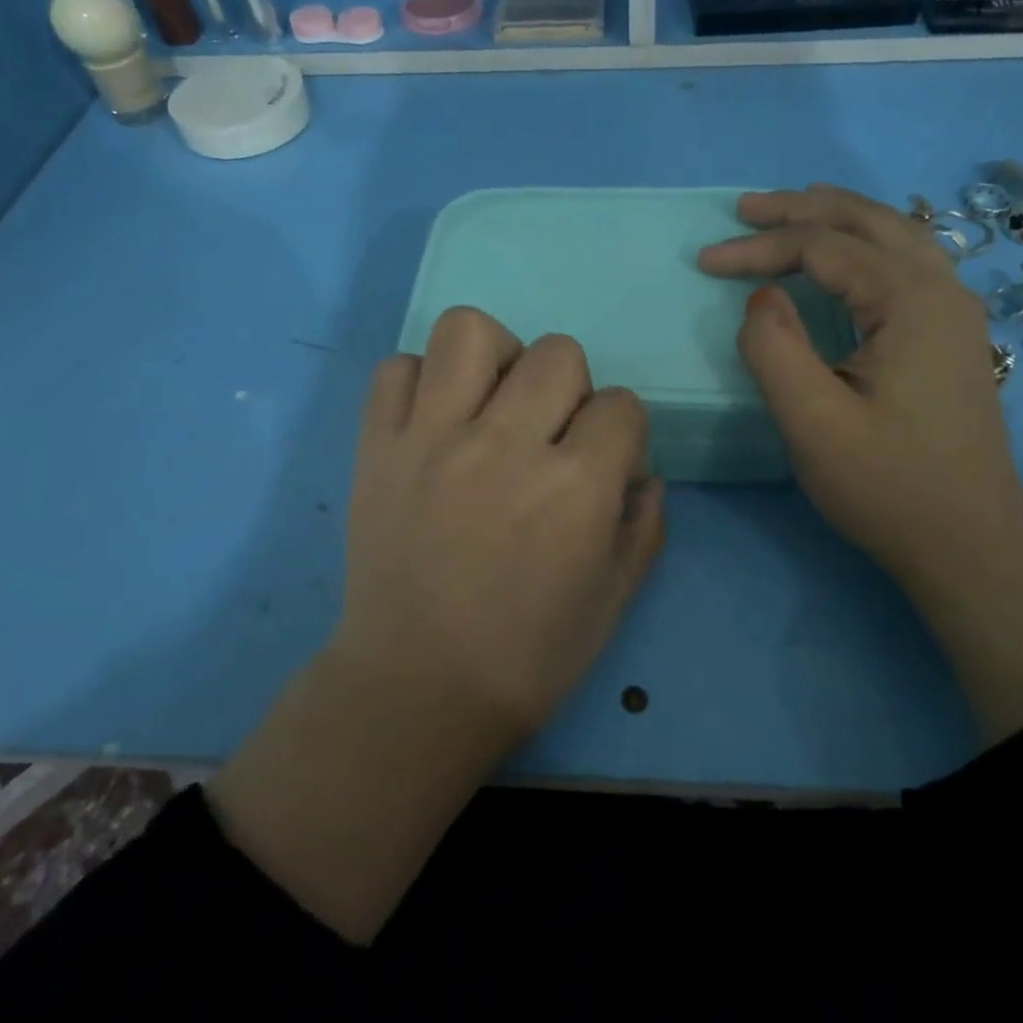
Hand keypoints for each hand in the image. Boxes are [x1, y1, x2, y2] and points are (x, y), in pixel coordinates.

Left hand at [209, 307, 663, 942]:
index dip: (622, 433)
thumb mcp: (613, 602)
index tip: (603, 464)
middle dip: (570, 390)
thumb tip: (645, 474)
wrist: (415, 691)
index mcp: (575, 488)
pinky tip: (434, 419)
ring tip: (490, 402)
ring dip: (496, 357)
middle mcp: (505, 445)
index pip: (623, 405)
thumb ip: (644, 528)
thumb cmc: (527, 657)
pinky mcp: (377, 446)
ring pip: (470, 332)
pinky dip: (421, 381)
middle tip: (548, 435)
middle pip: (558, 353)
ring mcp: (433, 438)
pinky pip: (396, 368)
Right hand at [697, 184, 1022, 576]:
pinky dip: (862, 242)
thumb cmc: (888, 485)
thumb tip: (761, 298)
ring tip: (789, 212)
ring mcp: (953, 309)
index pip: (823, 247)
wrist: (971, 542)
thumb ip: (774, 348)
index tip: (705, 262)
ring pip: (892, 233)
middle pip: (865, 221)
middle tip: (744, 209)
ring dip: (835, 217)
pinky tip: (843, 254)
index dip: (759, 248)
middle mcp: (941, 288)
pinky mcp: (950, 333)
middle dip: (799, 210)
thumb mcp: (813, 422)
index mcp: (910, 299)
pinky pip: (904, 260)